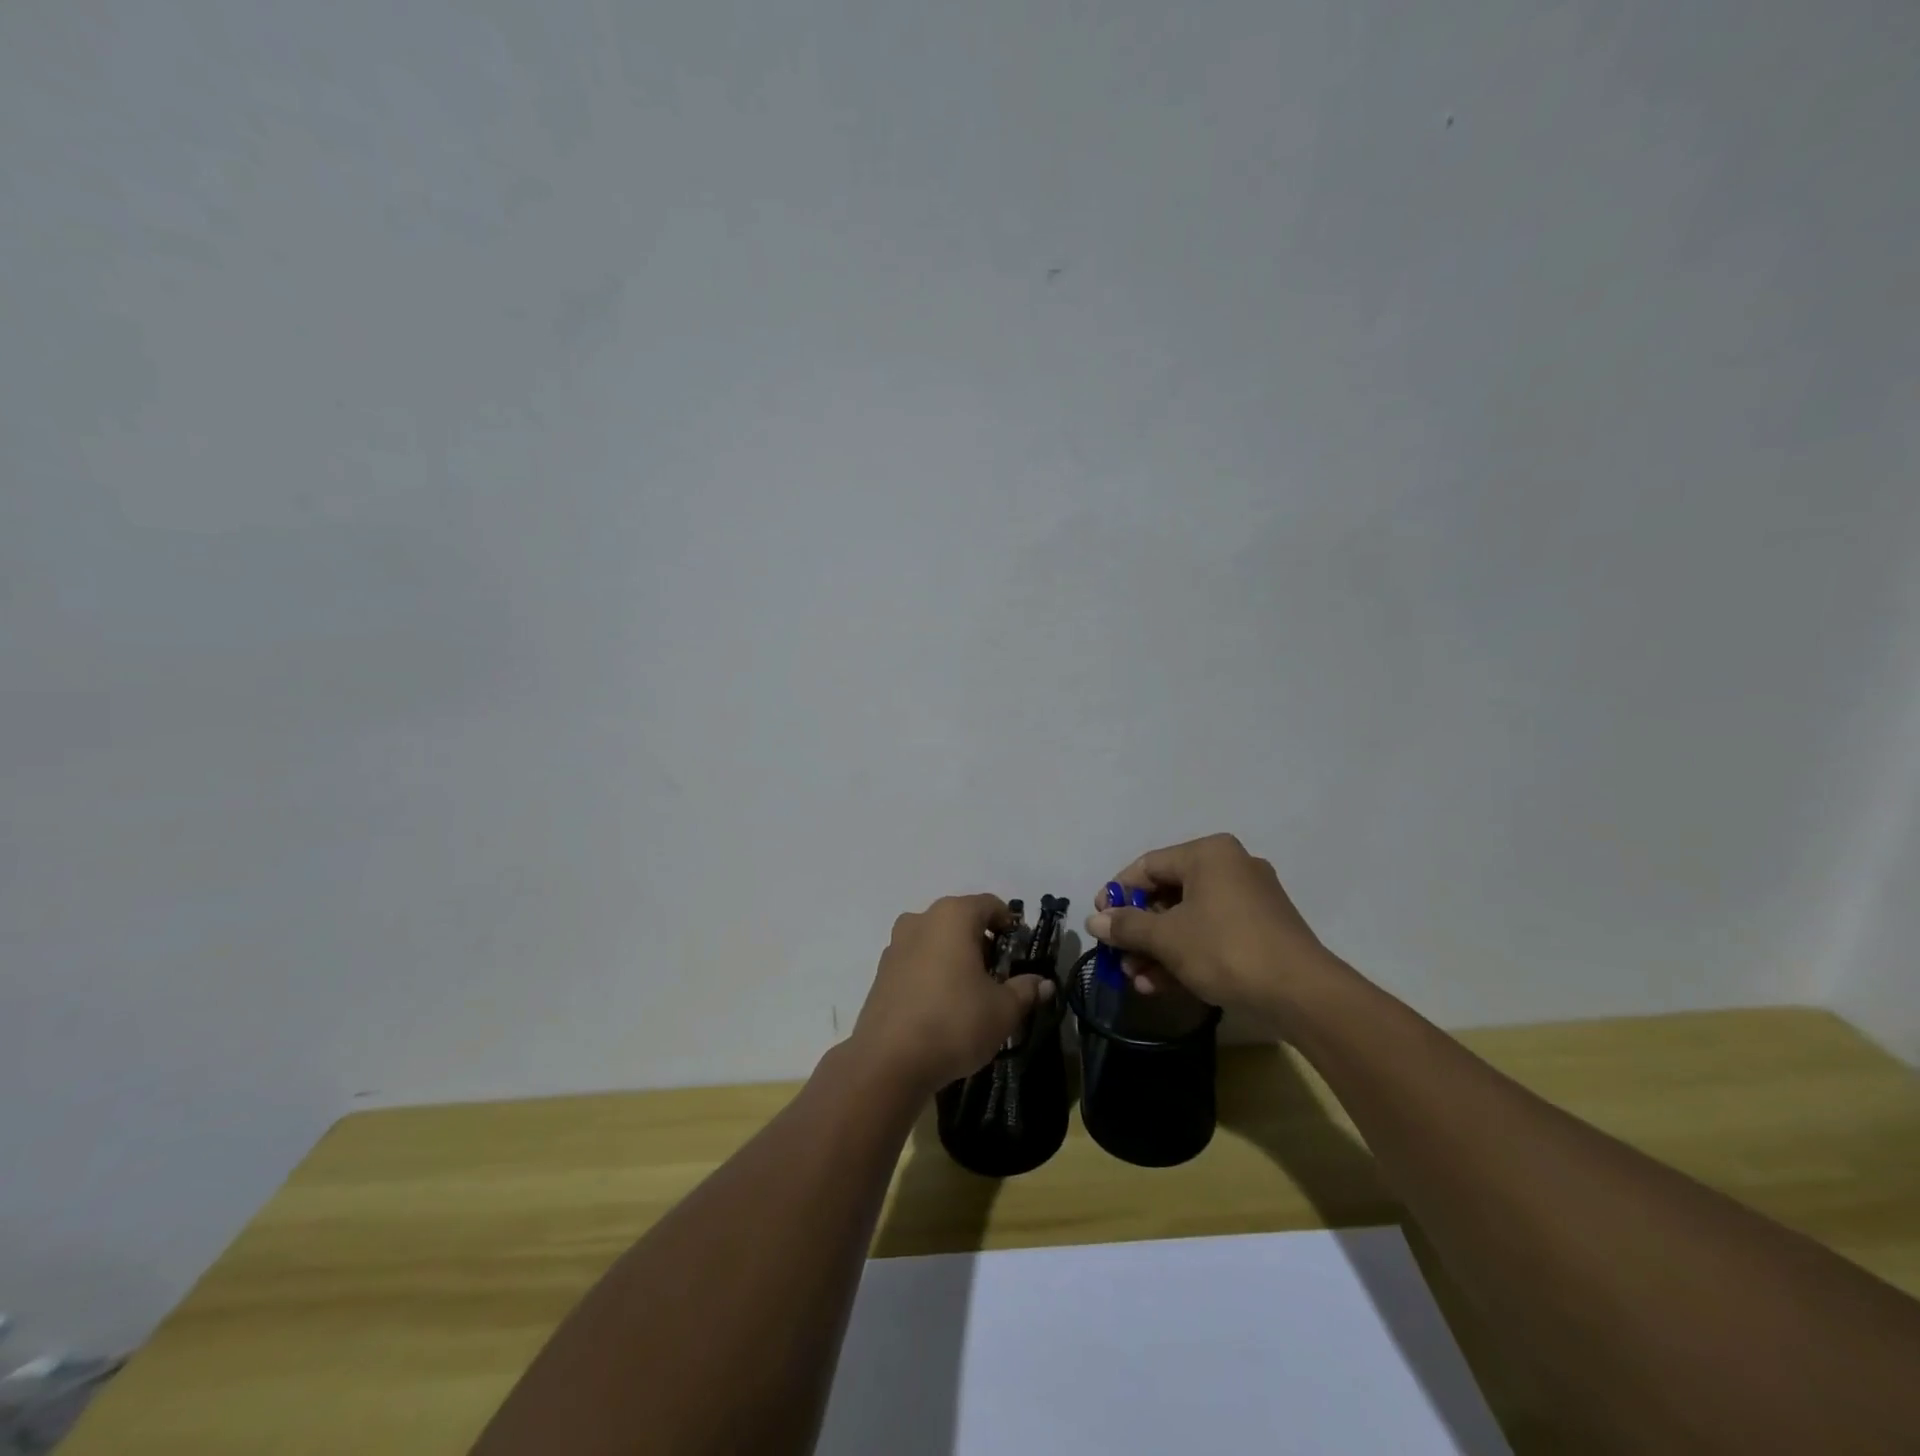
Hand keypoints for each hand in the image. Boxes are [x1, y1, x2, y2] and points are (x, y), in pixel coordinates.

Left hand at [850, 894, 1054, 1095]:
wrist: (889, 1061)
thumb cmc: (955, 1022)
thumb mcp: (1003, 1010)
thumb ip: (1025, 990)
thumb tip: (1043, 983)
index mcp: (953, 916)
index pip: (989, 905)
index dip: (1009, 924)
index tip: (1020, 951)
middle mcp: (921, 920)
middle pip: (960, 919)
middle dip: (981, 941)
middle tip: (998, 974)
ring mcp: (896, 944)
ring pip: (935, 939)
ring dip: (954, 955)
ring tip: (970, 991)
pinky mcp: (881, 971)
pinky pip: (916, 960)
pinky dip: (932, 971)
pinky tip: (941, 1004)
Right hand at [1086, 834, 1336, 1021]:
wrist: (1302, 994)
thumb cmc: (1226, 949)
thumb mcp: (1168, 938)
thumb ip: (1127, 926)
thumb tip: (1093, 920)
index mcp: (1208, 854)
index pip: (1148, 866)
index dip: (1118, 893)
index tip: (1099, 919)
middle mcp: (1230, 867)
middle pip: (1168, 894)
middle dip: (1138, 930)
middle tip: (1117, 955)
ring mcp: (1249, 900)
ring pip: (1188, 919)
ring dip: (1157, 949)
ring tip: (1135, 979)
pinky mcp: (1260, 931)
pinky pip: (1211, 934)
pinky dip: (1185, 955)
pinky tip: (1160, 985)